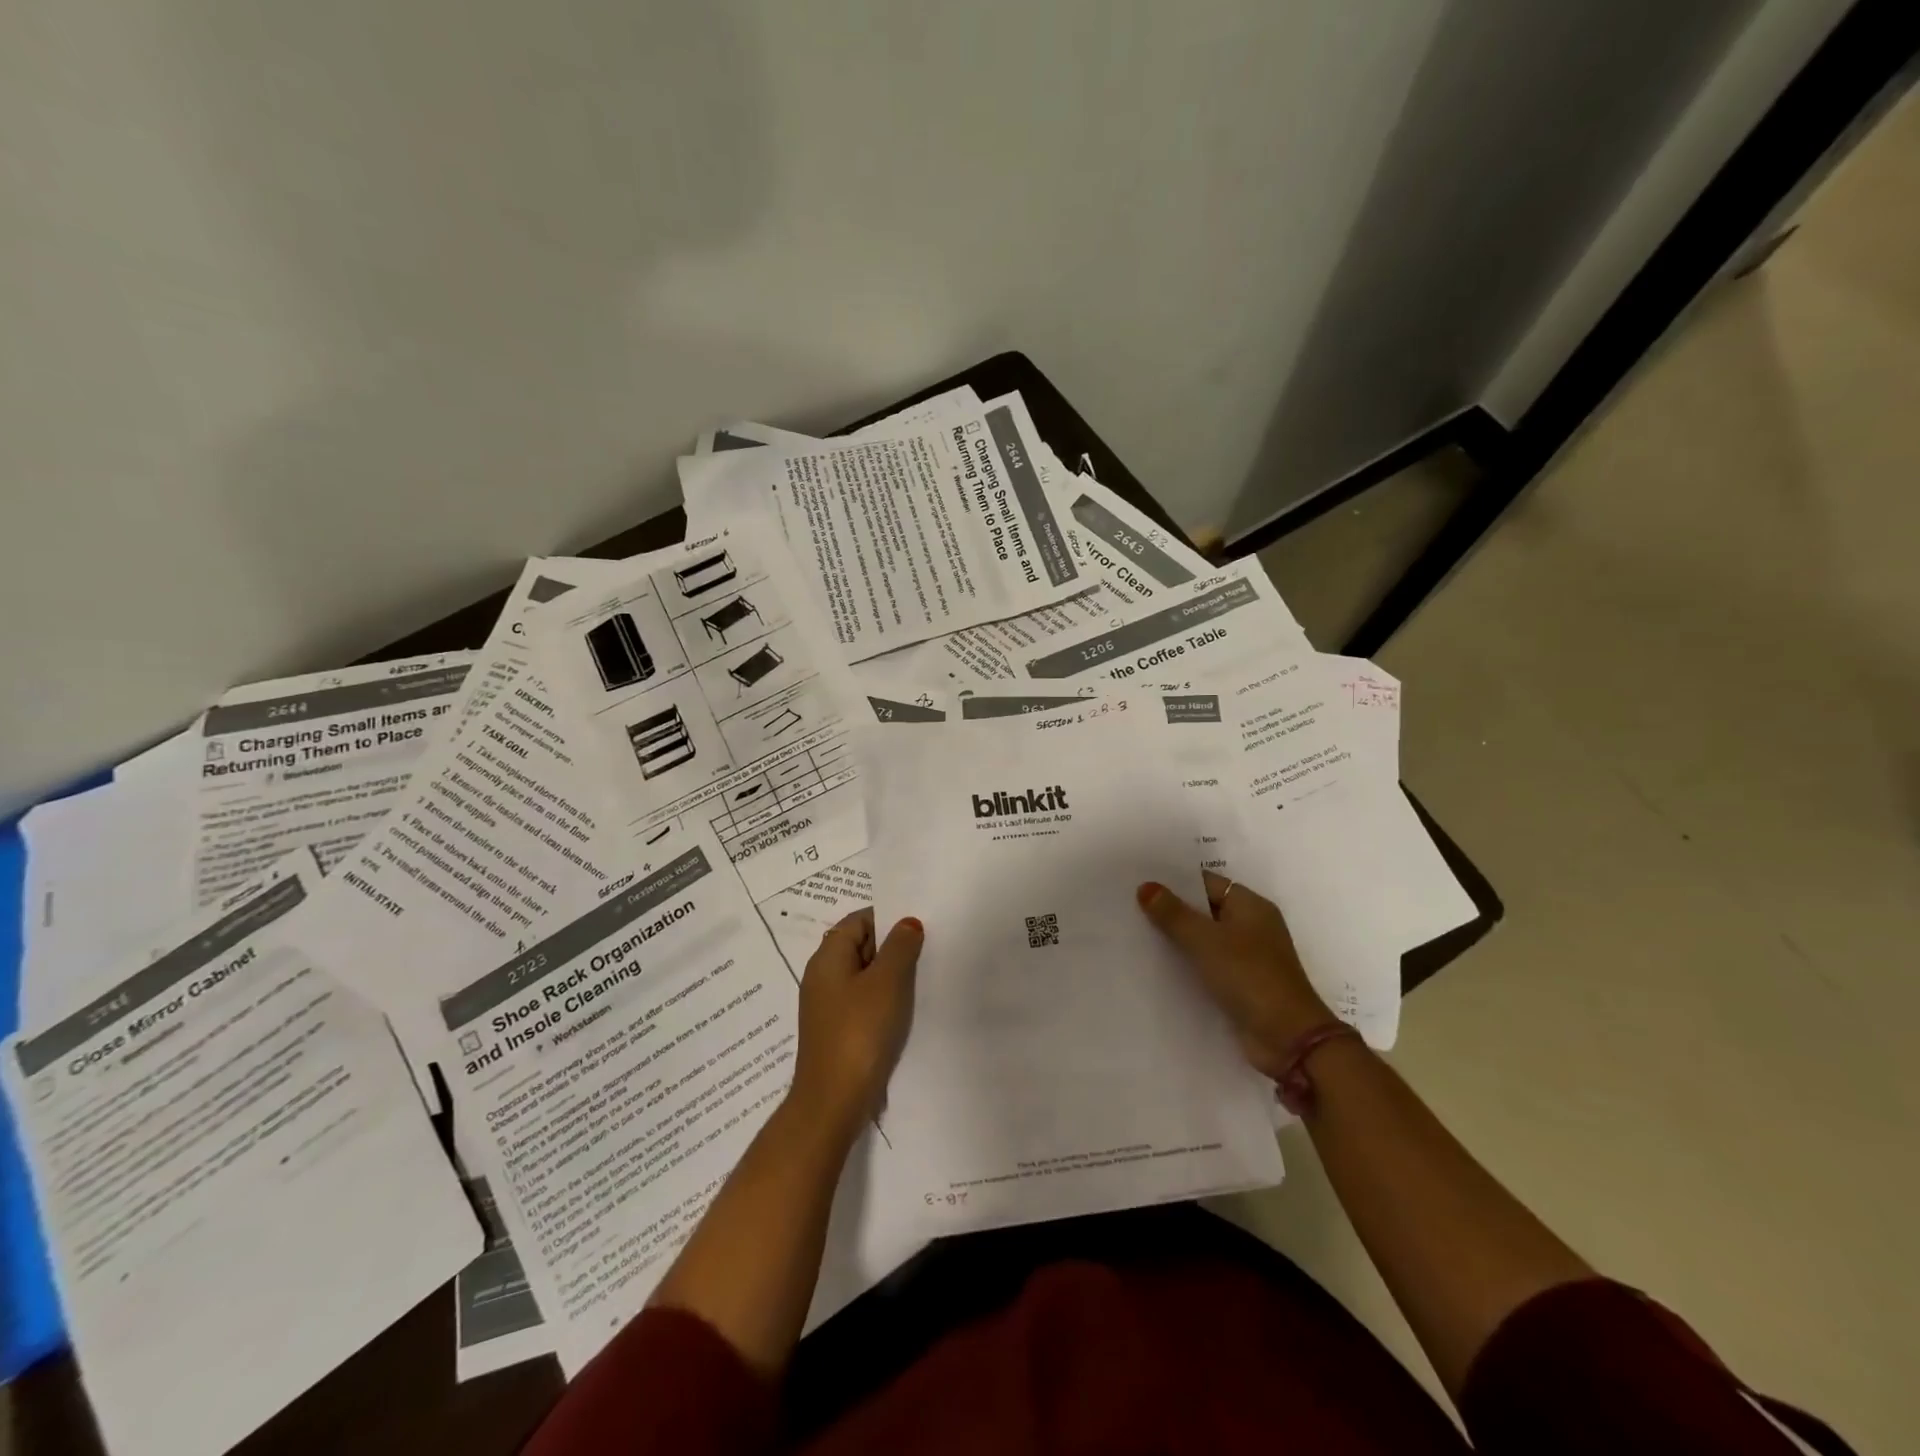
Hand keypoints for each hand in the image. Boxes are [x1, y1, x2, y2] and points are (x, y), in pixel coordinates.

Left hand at [789, 909, 921, 1133]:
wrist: (833, 1101)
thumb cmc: (859, 1032)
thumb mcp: (886, 983)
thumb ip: (899, 947)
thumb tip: (907, 922)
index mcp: (827, 957)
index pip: (858, 920)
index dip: (888, 918)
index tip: (919, 924)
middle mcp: (822, 976)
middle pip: (860, 945)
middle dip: (892, 945)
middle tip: (928, 948)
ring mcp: (828, 1005)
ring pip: (864, 975)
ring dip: (891, 974)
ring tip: (923, 977)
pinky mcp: (837, 1030)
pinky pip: (863, 1001)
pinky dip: (883, 999)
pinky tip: (906, 1009)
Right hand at [1137, 871, 1334, 1079]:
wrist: (1288, 1040)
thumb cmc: (1249, 977)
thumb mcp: (1205, 940)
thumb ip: (1173, 914)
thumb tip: (1145, 886)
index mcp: (1251, 907)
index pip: (1206, 883)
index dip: (1174, 882)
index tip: (1140, 881)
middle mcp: (1251, 928)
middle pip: (1204, 911)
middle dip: (1171, 910)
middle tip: (1129, 905)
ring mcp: (1247, 959)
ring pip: (1203, 941)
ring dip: (1176, 940)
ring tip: (1134, 933)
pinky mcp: (1240, 986)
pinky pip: (1207, 966)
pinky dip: (1186, 965)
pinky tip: (1155, 966)